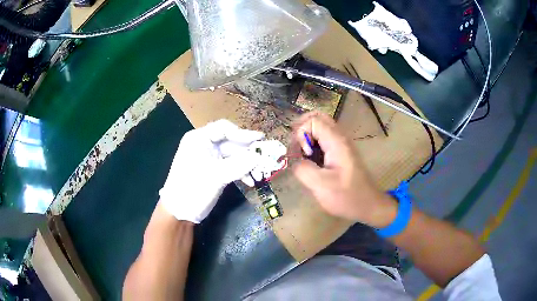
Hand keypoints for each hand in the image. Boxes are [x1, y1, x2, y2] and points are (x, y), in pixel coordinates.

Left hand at [160, 120, 263, 222]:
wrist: (179, 212)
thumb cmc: (193, 188)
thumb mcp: (217, 175)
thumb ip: (241, 164)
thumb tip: (262, 155)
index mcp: (199, 139)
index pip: (224, 129)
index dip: (243, 133)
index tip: (260, 139)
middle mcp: (204, 145)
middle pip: (230, 142)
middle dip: (248, 152)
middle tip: (266, 158)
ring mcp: (208, 158)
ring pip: (233, 156)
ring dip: (247, 164)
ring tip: (260, 174)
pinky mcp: (213, 170)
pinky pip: (230, 166)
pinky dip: (240, 172)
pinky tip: (250, 181)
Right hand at [292, 112, 396, 227]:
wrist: (368, 205)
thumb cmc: (347, 197)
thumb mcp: (321, 185)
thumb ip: (303, 169)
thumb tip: (294, 160)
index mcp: (336, 142)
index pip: (313, 121)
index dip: (301, 134)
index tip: (304, 154)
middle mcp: (339, 138)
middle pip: (317, 117)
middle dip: (301, 128)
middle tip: (296, 147)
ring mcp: (341, 144)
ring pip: (320, 126)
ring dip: (306, 136)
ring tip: (301, 154)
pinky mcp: (340, 152)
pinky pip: (323, 138)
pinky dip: (312, 143)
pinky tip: (309, 159)